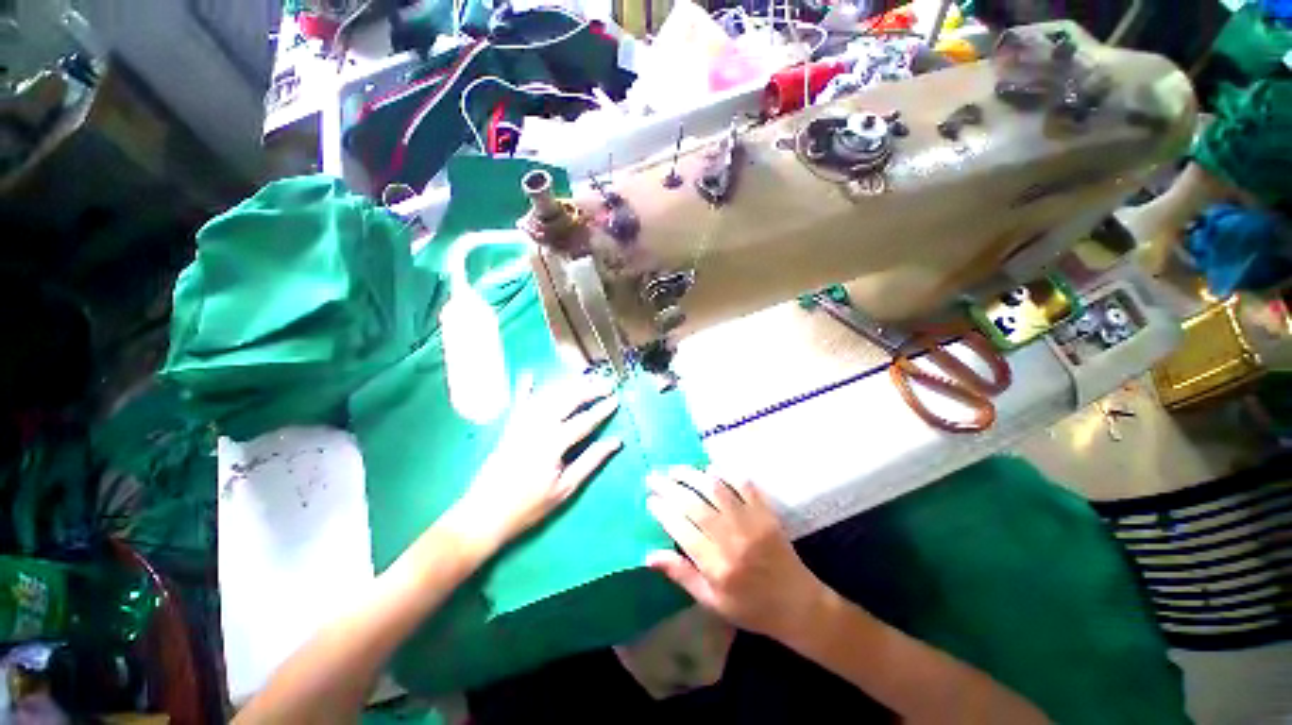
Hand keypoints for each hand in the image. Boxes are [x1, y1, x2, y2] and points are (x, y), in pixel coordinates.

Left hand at [446, 374, 622, 551]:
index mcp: (552, 444)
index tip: (616, 399)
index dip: (601, 410)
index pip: (583, 421)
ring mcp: (520, 425)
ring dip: (567, 385)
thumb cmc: (529, 506)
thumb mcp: (565, 489)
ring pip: (547, 397)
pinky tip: (530, 375)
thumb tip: (615, 442)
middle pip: (566, 400)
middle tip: (606, 384)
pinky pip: (519, 403)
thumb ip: (591, 461)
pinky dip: (525, 388)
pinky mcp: (509, 428)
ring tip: (585, 378)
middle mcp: (536, 427)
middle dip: (588, 390)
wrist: (483, 515)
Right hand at [645, 467, 825, 640]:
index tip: (650, 499)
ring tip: (675, 470)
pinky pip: (743, 485)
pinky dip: (725, 474)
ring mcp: (751, 522)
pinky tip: (710, 469)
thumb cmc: (751, 607)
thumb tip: (649, 555)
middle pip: (694, 504)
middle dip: (670, 487)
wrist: (798, 605)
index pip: (682, 529)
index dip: (663, 511)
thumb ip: (681, 574)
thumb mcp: (712, 601)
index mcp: (717, 566)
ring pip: (715, 489)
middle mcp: (732, 539)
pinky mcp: (765, 512)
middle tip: (654, 477)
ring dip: (692, 475)